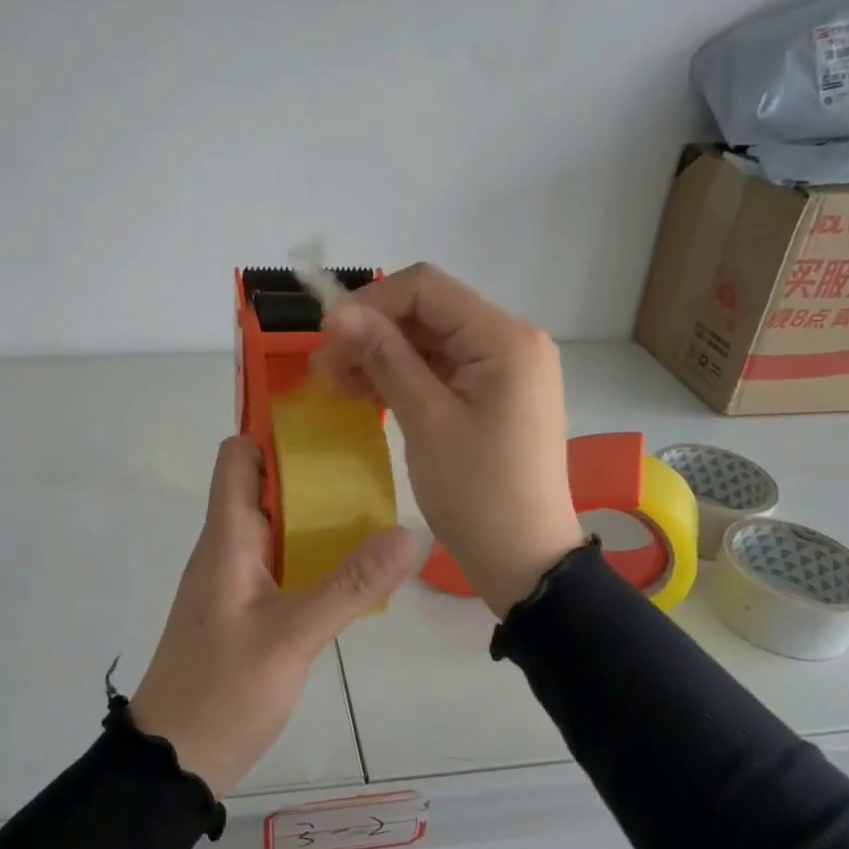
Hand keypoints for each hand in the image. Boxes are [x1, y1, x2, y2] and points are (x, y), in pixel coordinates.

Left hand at [130, 435, 418, 797]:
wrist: (174, 762)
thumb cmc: (221, 691)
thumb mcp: (292, 637)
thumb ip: (351, 585)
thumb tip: (408, 533)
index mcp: (226, 538)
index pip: (237, 457)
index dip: (273, 430)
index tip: (327, 421)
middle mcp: (227, 548)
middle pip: (263, 485)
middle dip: (310, 468)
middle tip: (370, 460)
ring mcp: (234, 580)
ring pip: (275, 525)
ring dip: (315, 512)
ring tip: (375, 504)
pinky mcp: (245, 609)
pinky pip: (280, 561)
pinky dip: (312, 551)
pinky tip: (353, 565)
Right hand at [312, 263, 583, 618]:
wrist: (525, 560)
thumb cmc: (477, 492)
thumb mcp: (426, 420)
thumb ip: (385, 357)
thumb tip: (337, 313)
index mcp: (504, 338)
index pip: (427, 288)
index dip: (370, 303)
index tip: (327, 336)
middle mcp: (510, 341)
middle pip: (428, 313)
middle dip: (372, 332)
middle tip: (323, 366)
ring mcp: (504, 370)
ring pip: (430, 342)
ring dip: (381, 356)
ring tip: (334, 382)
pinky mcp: (494, 395)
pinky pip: (441, 371)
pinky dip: (403, 378)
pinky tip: (364, 393)